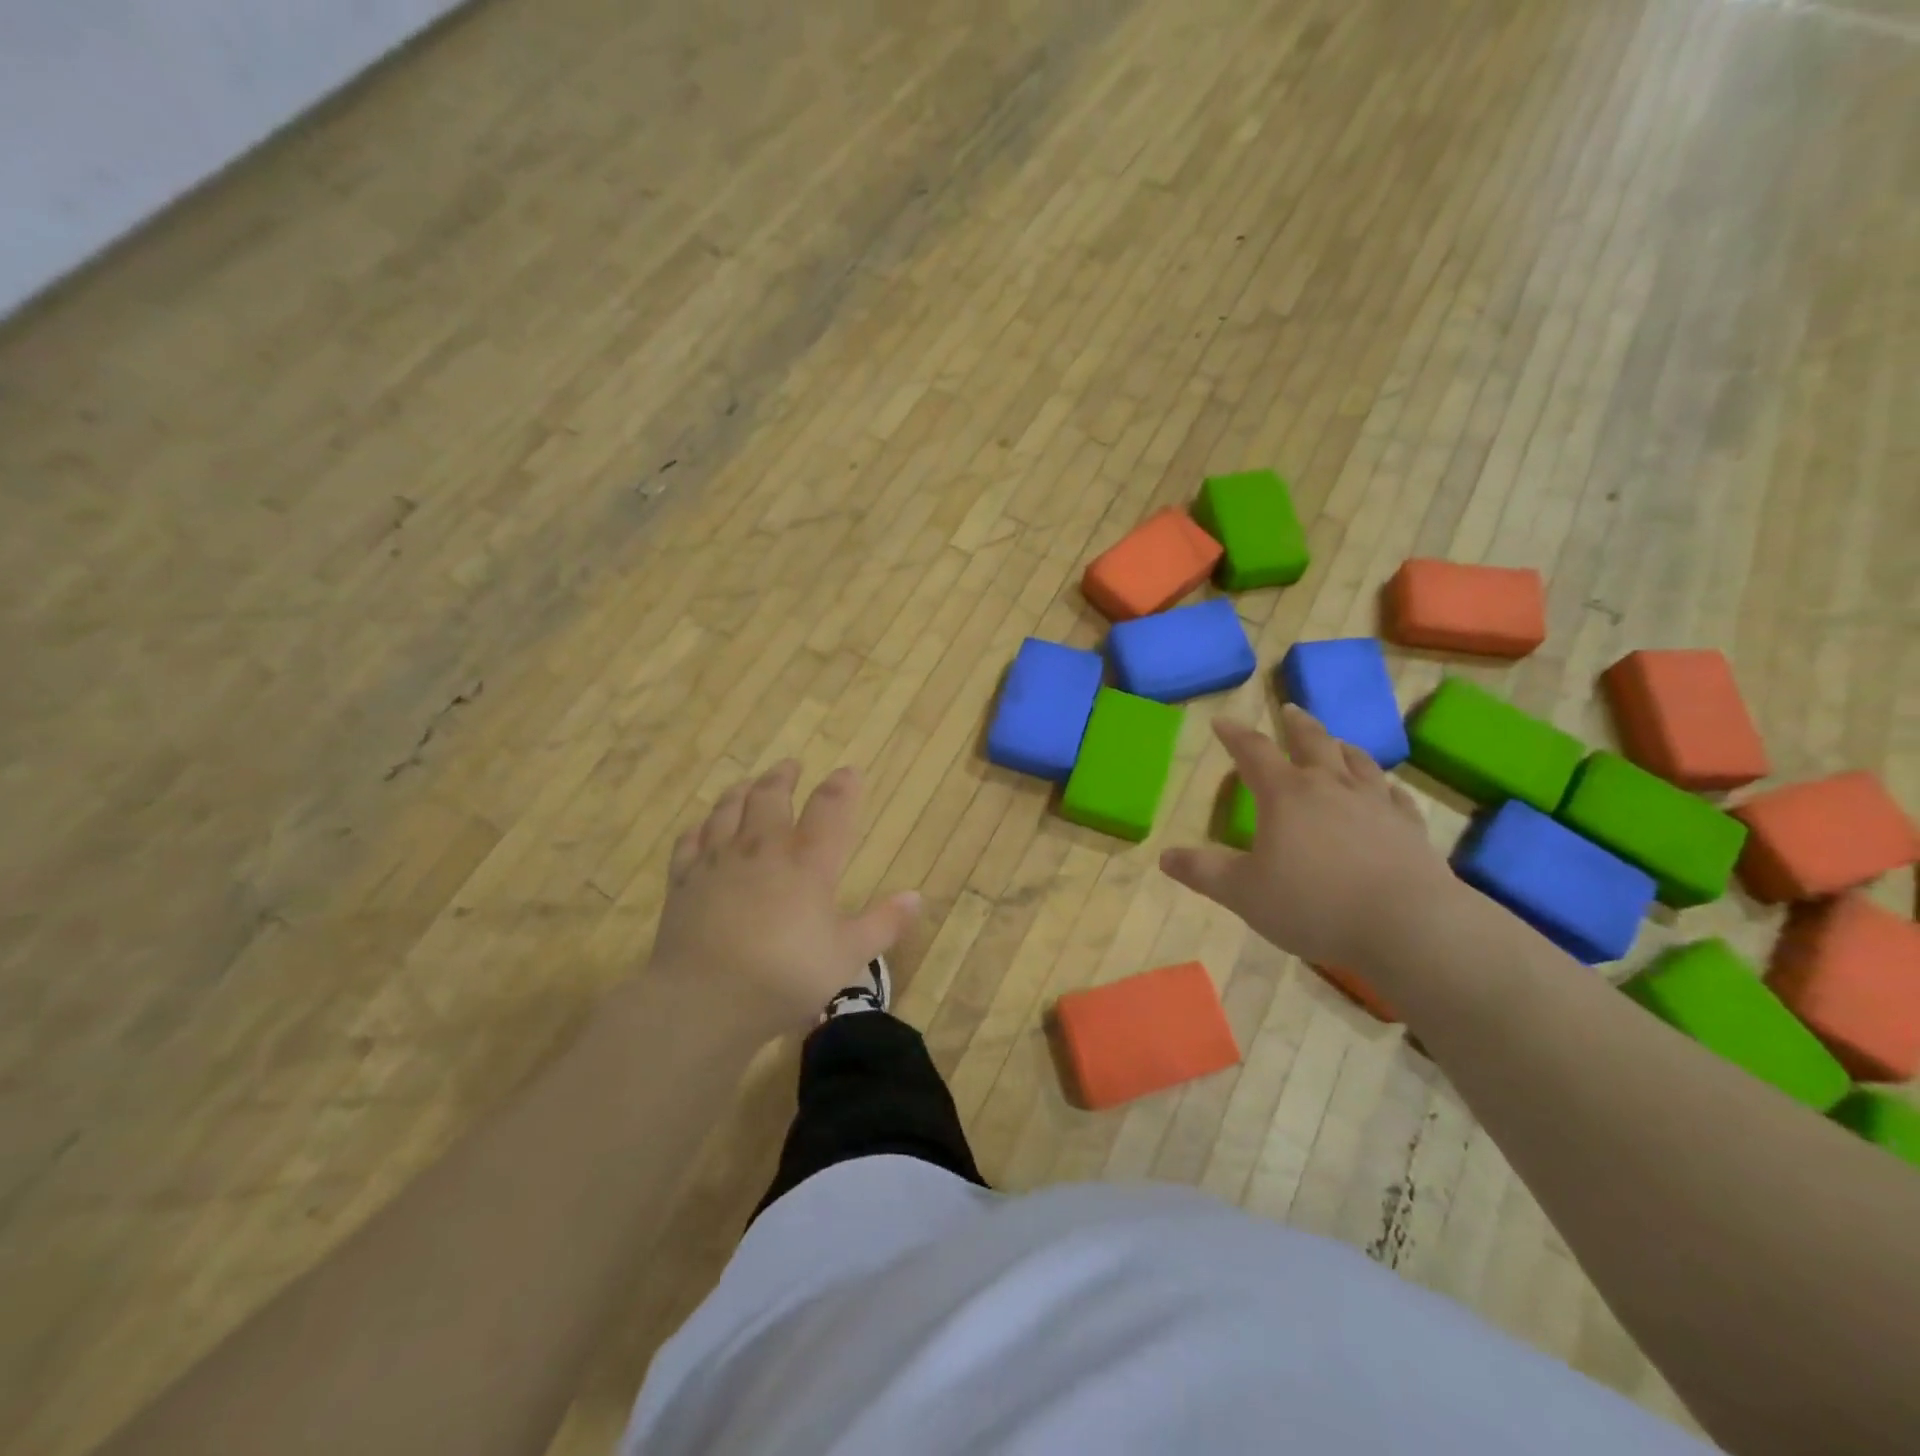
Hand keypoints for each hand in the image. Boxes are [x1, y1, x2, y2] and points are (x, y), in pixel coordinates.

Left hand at [652, 761, 920, 1035]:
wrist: (704, 999)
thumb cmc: (786, 976)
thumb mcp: (848, 956)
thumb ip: (884, 924)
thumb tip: (916, 897)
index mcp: (808, 861)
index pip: (830, 807)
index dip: (842, 786)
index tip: (849, 772)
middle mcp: (763, 848)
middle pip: (771, 795)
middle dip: (783, 776)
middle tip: (790, 766)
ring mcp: (717, 861)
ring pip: (728, 809)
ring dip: (741, 791)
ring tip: (748, 784)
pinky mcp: (683, 881)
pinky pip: (690, 841)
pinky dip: (699, 828)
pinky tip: (702, 828)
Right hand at [1160, 707, 1455, 973]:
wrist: (1408, 925)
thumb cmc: (1313, 904)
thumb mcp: (1243, 892)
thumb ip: (1203, 872)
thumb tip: (1165, 856)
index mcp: (1286, 795)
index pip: (1253, 752)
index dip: (1235, 735)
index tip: (1222, 721)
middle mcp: (1331, 787)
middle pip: (1313, 742)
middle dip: (1296, 725)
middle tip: (1289, 710)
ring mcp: (1376, 804)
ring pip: (1357, 761)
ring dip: (1341, 747)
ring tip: (1336, 742)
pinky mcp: (1409, 828)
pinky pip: (1395, 796)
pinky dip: (1384, 786)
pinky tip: (1386, 791)